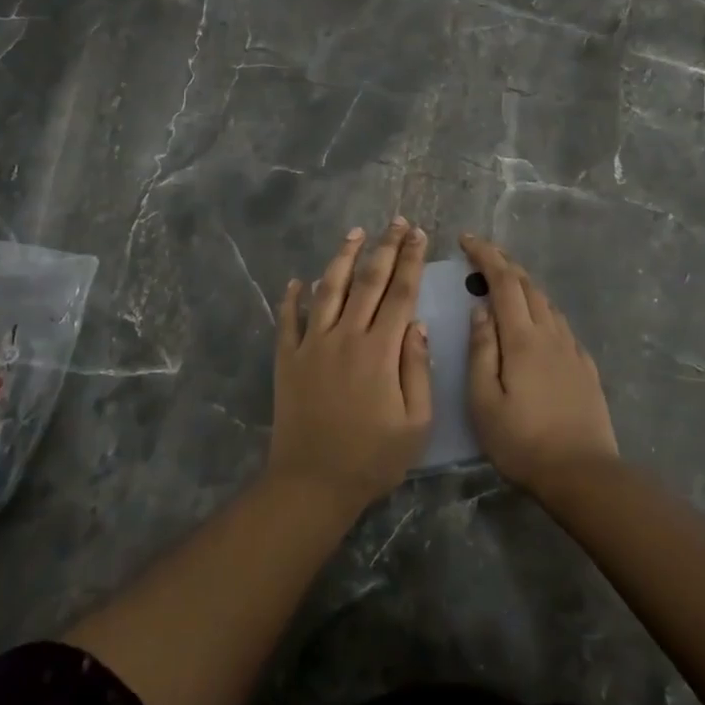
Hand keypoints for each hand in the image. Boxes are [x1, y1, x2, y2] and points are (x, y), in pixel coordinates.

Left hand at [271, 218, 432, 510]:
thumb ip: (418, 370)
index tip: (418, 235)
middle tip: (396, 222)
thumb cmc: (372, 458)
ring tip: (355, 233)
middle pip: (368, 281)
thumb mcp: (416, 424)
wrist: (312, 482)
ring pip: (329, 289)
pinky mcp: (287, 358)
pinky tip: (298, 280)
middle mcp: (345, 336)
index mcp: (380, 351)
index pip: (400, 293)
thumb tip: (416, 325)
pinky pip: (288, 319)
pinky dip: (292, 297)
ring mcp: (312, 344)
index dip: (411, 261)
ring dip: (343, 258)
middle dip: (385, 248)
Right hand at [459, 233, 618, 493]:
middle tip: (481, 254)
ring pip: (546, 303)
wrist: (583, 474)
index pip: (503, 282)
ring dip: (523, 285)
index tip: (466, 240)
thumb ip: (481, 350)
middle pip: (528, 285)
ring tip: (503, 284)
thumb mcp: (484, 400)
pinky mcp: (585, 367)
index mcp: (522, 339)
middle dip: (503, 263)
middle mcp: (550, 334)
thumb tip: (480, 310)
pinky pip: (559, 324)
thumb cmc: (522, 441)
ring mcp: (572, 349)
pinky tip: (535, 323)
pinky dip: (540, 309)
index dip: (485, 255)